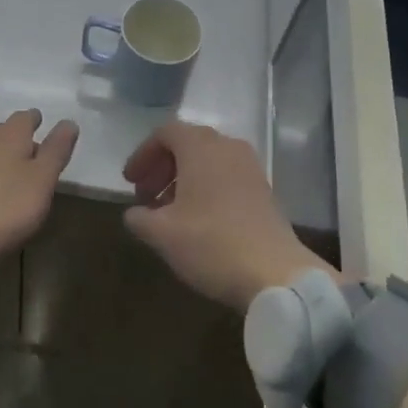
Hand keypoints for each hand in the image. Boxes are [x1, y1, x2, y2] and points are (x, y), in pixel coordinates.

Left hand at [0, 110, 77, 264]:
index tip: (42, 123)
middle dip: (19, 138)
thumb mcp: (42, 179)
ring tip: (16, 173)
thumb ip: (56, 150)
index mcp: (10, 136)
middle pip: (5, 132)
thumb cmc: (6, 205)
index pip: (24, 117)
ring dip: (3, 157)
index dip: (34, 120)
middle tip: (35, 151)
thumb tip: (69, 121)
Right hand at [122, 122, 334, 309]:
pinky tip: (198, 220)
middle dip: (162, 167)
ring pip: (208, 160)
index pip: (165, 132)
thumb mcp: (163, 234)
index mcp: (200, 147)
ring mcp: (250, 167)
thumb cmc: (212, 244)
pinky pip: (226, 175)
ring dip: (184, 178)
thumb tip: (134, 213)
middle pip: (187, 143)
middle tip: (146, 196)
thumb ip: (140, 218)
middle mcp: (227, 146)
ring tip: (169, 211)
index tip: (130, 182)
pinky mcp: (264, 190)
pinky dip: (206, 187)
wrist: (276, 274)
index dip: (143, 154)